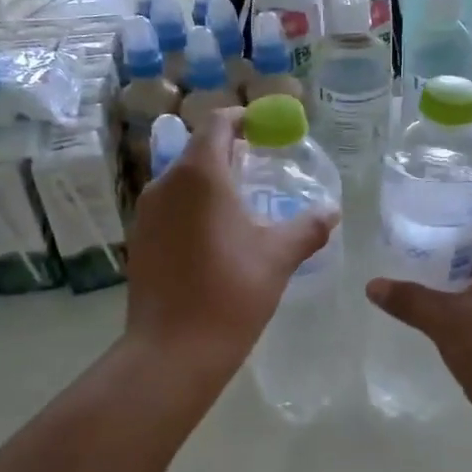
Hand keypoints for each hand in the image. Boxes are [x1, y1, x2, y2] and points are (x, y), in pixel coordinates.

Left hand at [123, 107, 337, 385]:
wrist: (172, 352)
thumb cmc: (231, 292)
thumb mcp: (279, 256)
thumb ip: (308, 226)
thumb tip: (331, 210)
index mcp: (200, 175)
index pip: (217, 124)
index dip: (242, 120)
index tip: (266, 130)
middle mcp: (165, 184)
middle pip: (198, 150)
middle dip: (230, 152)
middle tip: (262, 168)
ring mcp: (146, 213)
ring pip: (181, 180)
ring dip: (211, 181)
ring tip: (243, 204)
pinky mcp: (139, 240)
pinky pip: (170, 207)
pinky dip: (194, 207)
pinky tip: (216, 236)